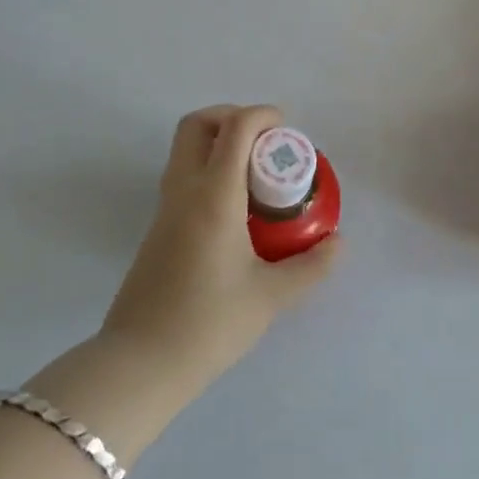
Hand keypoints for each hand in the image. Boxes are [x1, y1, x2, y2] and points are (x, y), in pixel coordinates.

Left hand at [101, 105, 339, 387]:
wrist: (140, 364)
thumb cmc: (208, 324)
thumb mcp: (270, 297)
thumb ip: (310, 266)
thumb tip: (338, 243)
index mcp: (213, 195)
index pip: (235, 129)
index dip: (262, 115)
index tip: (286, 129)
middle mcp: (184, 190)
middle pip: (197, 124)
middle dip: (231, 117)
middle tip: (264, 141)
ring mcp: (164, 208)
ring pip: (185, 149)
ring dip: (218, 143)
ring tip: (255, 174)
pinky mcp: (157, 228)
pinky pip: (182, 176)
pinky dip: (208, 169)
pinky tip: (235, 208)